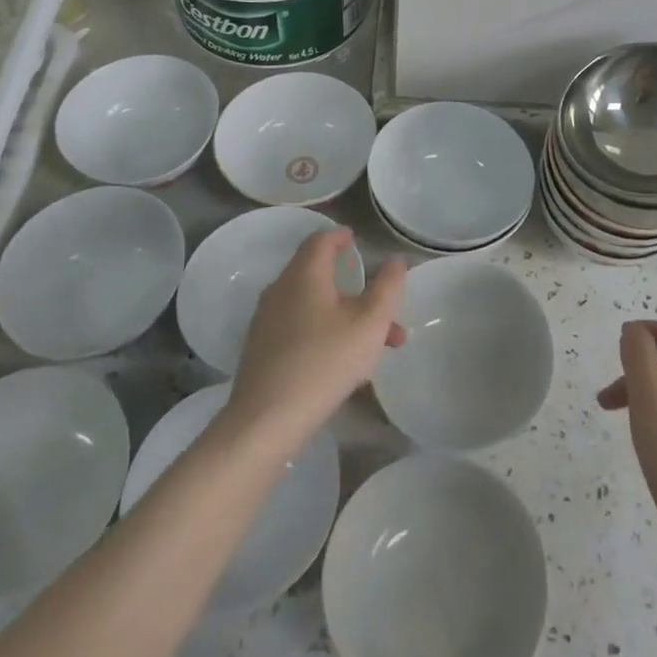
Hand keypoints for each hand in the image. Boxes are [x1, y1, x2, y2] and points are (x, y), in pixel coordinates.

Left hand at [227, 230, 405, 447]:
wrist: (267, 419)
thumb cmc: (326, 360)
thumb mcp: (370, 322)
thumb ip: (388, 287)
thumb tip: (395, 261)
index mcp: (304, 274)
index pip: (320, 240)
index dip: (340, 236)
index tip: (356, 241)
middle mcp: (280, 289)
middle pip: (319, 275)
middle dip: (355, 288)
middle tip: (383, 307)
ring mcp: (267, 321)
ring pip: (313, 306)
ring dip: (346, 316)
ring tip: (377, 346)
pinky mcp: (261, 349)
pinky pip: (299, 328)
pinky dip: (325, 332)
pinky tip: (344, 363)